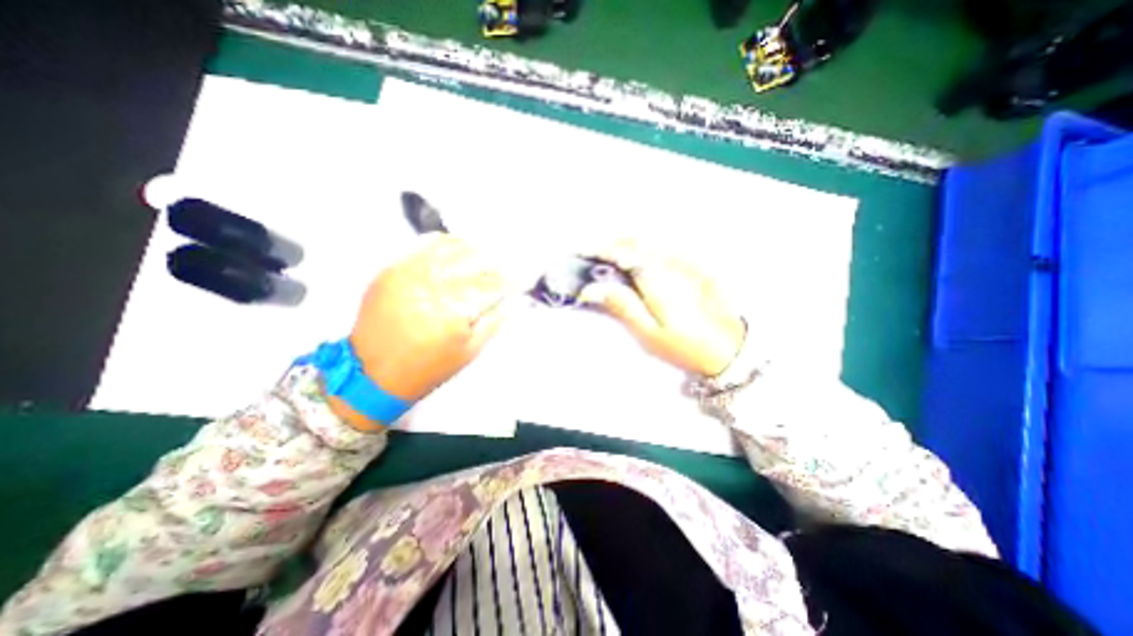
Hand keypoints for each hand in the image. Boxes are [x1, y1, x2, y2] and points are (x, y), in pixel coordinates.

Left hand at [328, 235, 504, 429]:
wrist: (372, 374)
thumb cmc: (426, 368)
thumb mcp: (468, 353)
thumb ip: (492, 324)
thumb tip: (511, 302)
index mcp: (455, 313)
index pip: (490, 286)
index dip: (508, 280)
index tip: (518, 278)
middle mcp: (432, 289)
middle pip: (473, 264)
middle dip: (493, 262)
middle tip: (504, 264)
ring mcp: (409, 276)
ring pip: (449, 250)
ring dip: (471, 248)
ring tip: (484, 249)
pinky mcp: (391, 272)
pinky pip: (420, 247)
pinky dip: (441, 241)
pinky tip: (454, 242)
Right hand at [580, 242, 750, 373]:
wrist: (731, 347)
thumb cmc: (686, 345)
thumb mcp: (649, 332)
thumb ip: (622, 305)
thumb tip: (592, 289)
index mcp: (657, 278)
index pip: (622, 252)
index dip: (599, 249)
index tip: (582, 252)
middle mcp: (672, 261)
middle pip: (635, 239)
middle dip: (611, 241)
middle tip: (594, 255)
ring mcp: (686, 260)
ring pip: (651, 238)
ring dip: (627, 241)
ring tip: (612, 255)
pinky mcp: (695, 264)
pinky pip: (665, 244)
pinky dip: (646, 244)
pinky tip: (640, 257)